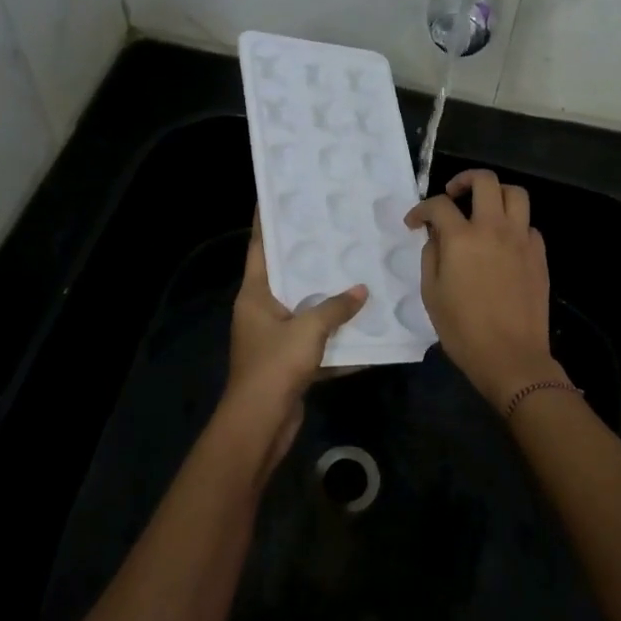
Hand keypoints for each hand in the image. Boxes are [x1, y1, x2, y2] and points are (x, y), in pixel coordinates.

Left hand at [225, 210, 367, 462]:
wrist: (261, 423)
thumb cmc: (275, 365)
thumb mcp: (308, 329)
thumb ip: (336, 307)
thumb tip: (361, 290)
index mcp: (254, 295)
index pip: (260, 247)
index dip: (267, 222)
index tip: (278, 197)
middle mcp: (261, 311)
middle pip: (287, 277)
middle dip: (310, 259)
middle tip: (337, 232)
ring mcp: (274, 338)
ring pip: (305, 310)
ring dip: (329, 301)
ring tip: (358, 274)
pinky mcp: (289, 363)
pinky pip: (316, 342)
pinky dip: (336, 339)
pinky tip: (365, 330)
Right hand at [406, 169, 565, 412]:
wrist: (510, 356)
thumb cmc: (462, 330)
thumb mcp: (431, 294)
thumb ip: (431, 256)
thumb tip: (436, 236)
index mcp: (462, 239)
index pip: (439, 205)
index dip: (421, 209)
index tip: (415, 222)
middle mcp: (494, 229)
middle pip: (485, 181)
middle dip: (464, 180)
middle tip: (453, 195)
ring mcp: (521, 239)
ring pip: (516, 194)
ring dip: (496, 194)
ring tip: (484, 209)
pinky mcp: (539, 254)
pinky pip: (529, 225)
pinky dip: (514, 225)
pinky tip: (503, 243)